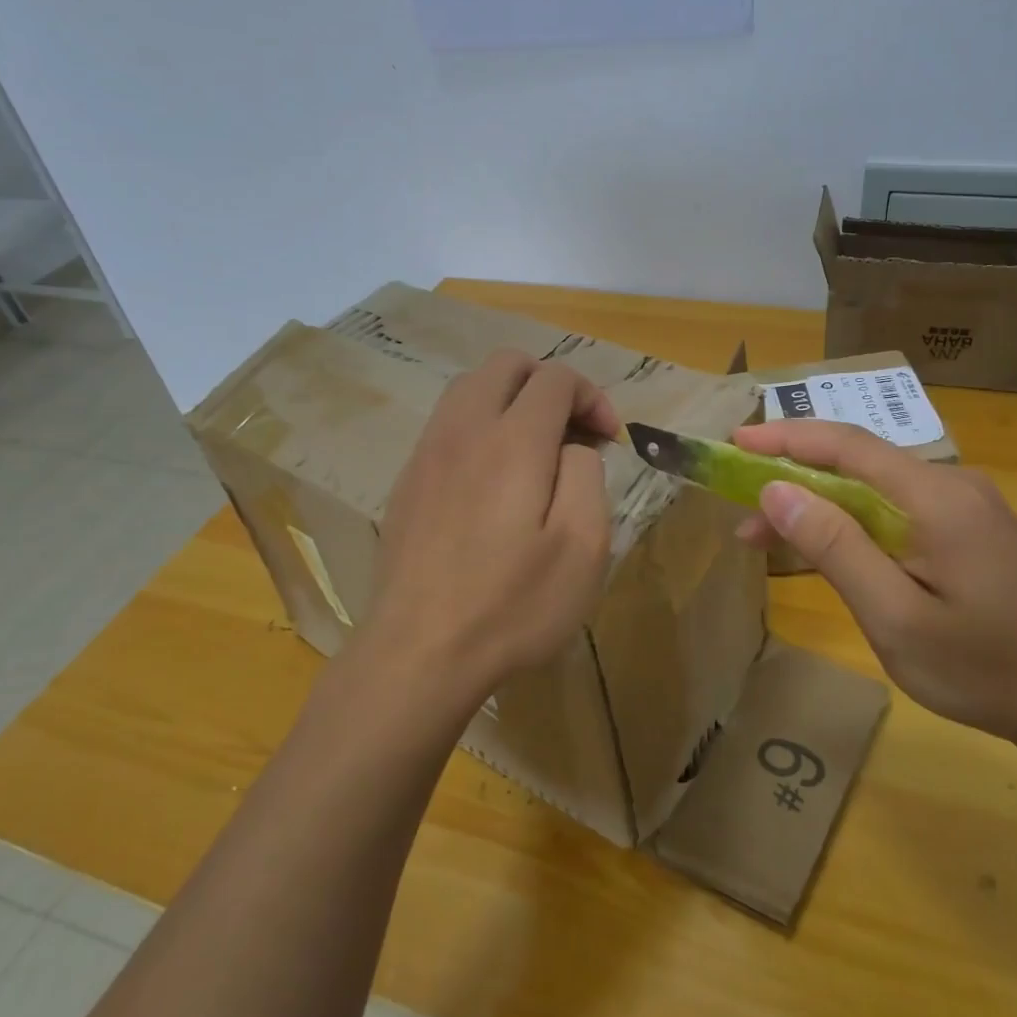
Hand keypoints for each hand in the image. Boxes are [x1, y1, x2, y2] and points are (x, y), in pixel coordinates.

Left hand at [365, 350, 617, 710]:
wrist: (418, 652)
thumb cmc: (512, 605)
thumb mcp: (582, 547)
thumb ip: (586, 475)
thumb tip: (572, 446)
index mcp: (513, 440)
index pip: (555, 378)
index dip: (592, 397)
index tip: (609, 439)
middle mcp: (465, 429)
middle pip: (507, 364)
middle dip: (550, 383)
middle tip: (573, 432)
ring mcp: (428, 451)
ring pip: (470, 386)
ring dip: (512, 399)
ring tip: (536, 448)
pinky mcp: (407, 479)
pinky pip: (448, 422)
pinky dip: (481, 424)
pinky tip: (493, 477)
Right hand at [733, 421, 1016, 747]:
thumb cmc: (984, 669)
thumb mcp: (895, 618)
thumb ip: (835, 548)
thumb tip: (776, 490)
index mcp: (936, 497)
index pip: (847, 445)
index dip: (786, 437)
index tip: (734, 442)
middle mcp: (951, 485)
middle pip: (857, 464)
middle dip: (792, 477)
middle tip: (740, 509)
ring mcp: (963, 506)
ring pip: (873, 489)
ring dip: (818, 505)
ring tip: (766, 537)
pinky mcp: (967, 529)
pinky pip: (895, 510)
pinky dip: (850, 523)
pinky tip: (826, 548)